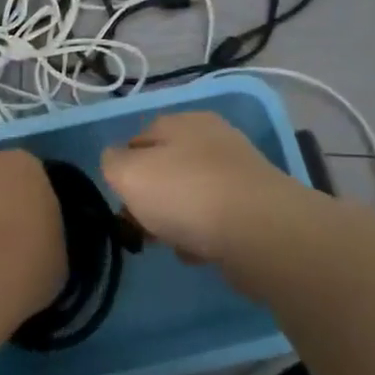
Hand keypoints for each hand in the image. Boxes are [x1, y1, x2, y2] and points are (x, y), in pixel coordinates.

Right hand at [101, 112, 308, 265]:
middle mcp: (213, 139)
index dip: (123, 171)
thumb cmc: (186, 194)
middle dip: (150, 199)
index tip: (120, 202)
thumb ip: (112, 163)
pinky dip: (203, 236)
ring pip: (190, 196)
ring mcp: (239, 173)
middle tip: (141, 227)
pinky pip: (216, 220)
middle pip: (165, 170)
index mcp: (181, 122)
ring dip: (175, 221)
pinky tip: (199, 252)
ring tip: (171, 243)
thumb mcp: (127, 173)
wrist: (262, 233)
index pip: (137, 140)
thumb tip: (117, 161)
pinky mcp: (257, 207)